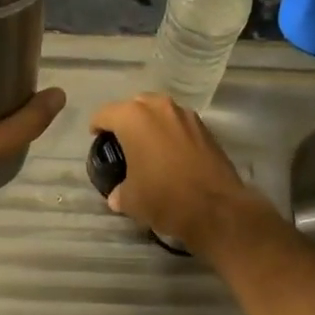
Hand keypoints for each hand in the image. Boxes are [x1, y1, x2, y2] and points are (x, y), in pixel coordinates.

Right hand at [89, 93, 270, 254]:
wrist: (218, 209)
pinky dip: (171, 133)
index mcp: (133, 117)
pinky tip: (171, 154)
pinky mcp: (205, 128)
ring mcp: (185, 115)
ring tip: (148, 146)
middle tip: (122, 142)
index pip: (105, 113)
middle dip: (126, 120)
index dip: (97, 126)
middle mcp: (158, 107)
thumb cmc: (165, 197)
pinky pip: (179, 123)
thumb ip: (119, 192)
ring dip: (151, 124)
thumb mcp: (131, 200)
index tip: (96, 138)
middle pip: (134, 105)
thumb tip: (117, 195)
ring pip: (159, 111)